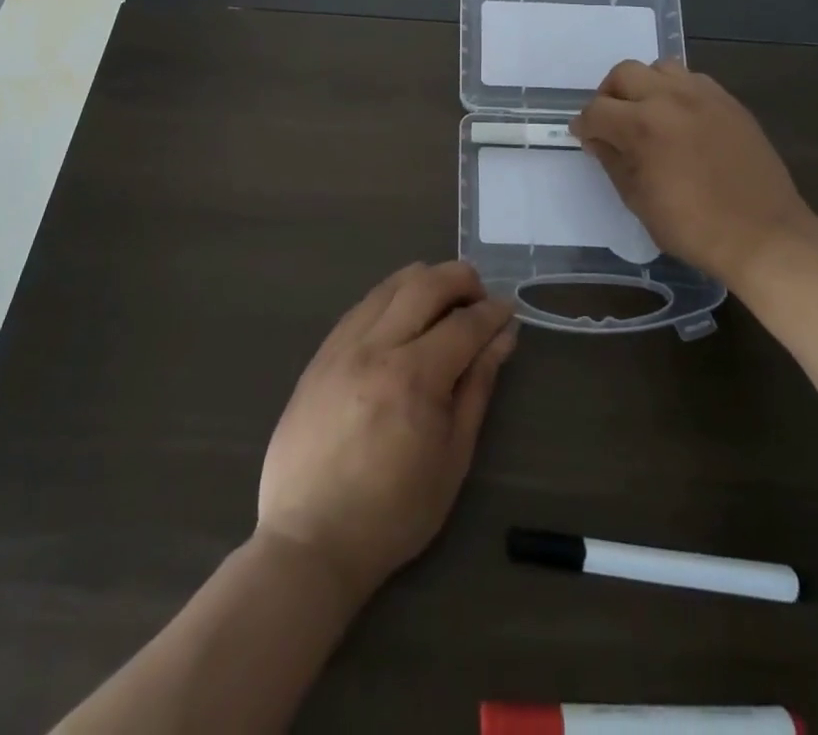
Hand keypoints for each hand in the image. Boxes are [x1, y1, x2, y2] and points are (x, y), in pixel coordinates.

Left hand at [257, 261, 517, 601]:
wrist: (309, 539)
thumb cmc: (394, 512)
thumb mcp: (453, 457)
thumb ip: (478, 387)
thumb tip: (502, 338)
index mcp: (414, 377)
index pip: (463, 323)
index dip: (492, 312)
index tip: (508, 310)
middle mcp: (376, 347)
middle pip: (424, 284)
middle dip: (461, 279)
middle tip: (479, 296)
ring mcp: (342, 346)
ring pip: (389, 285)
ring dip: (424, 281)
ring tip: (443, 302)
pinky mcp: (320, 354)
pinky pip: (361, 306)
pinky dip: (391, 299)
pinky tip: (402, 318)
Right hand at [571, 58, 817, 282]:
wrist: (764, 236)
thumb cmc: (693, 227)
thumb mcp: (638, 200)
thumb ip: (613, 162)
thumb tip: (598, 140)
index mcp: (643, 125)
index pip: (597, 110)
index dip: (584, 125)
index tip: (583, 137)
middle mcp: (671, 99)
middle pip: (624, 73)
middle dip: (608, 95)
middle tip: (610, 122)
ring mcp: (704, 96)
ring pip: (660, 68)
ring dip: (644, 86)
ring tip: (646, 114)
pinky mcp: (729, 102)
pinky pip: (692, 80)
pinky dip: (676, 91)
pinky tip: (679, 119)